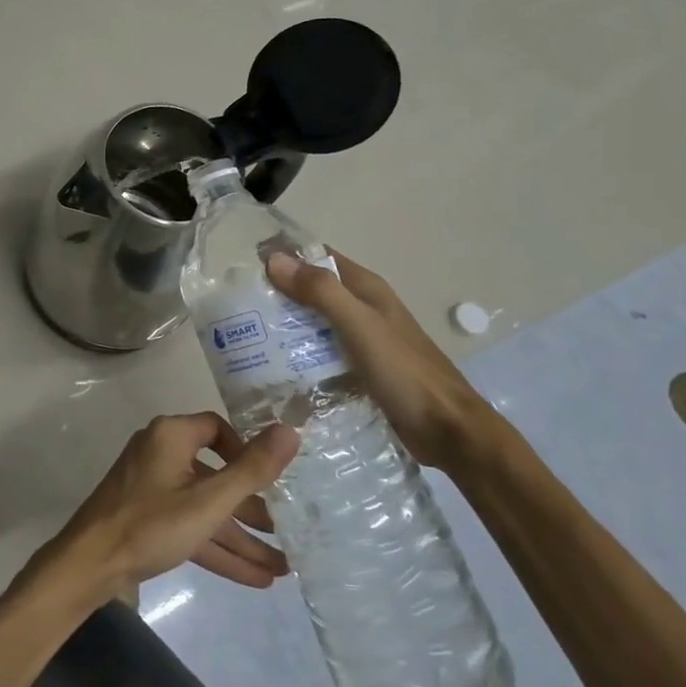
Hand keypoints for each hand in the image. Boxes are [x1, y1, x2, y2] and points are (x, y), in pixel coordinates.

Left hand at [27, 413, 298, 606]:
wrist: (90, 564)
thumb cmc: (151, 523)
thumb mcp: (209, 501)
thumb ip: (252, 469)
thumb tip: (290, 430)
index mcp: (171, 436)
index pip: (216, 429)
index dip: (245, 451)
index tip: (268, 480)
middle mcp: (160, 454)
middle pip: (215, 475)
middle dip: (251, 508)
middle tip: (286, 531)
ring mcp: (151, 488)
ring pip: (205, 508)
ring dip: (240, 536)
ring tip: (282, 567)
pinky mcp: (146, 518)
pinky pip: (189, 526)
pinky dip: (217, 548)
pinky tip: (255, 578)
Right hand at [266, 249, 497, 475]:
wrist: (449, 432)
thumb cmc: (405, 373)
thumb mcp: (360, 326)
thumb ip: (320, 292)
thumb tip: (274, 259)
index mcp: (366, 289)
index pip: (318, 256)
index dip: (285, 254)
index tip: (245, 265)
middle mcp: (363, 308)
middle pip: (312, 290)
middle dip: (277, 292)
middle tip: (236, 306)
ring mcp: (362, 340)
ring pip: (314, 323)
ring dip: (284, 325)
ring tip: (246, 336)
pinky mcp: (359, 369)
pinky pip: (320, 352)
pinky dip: (298, 354)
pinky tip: (275, 367)